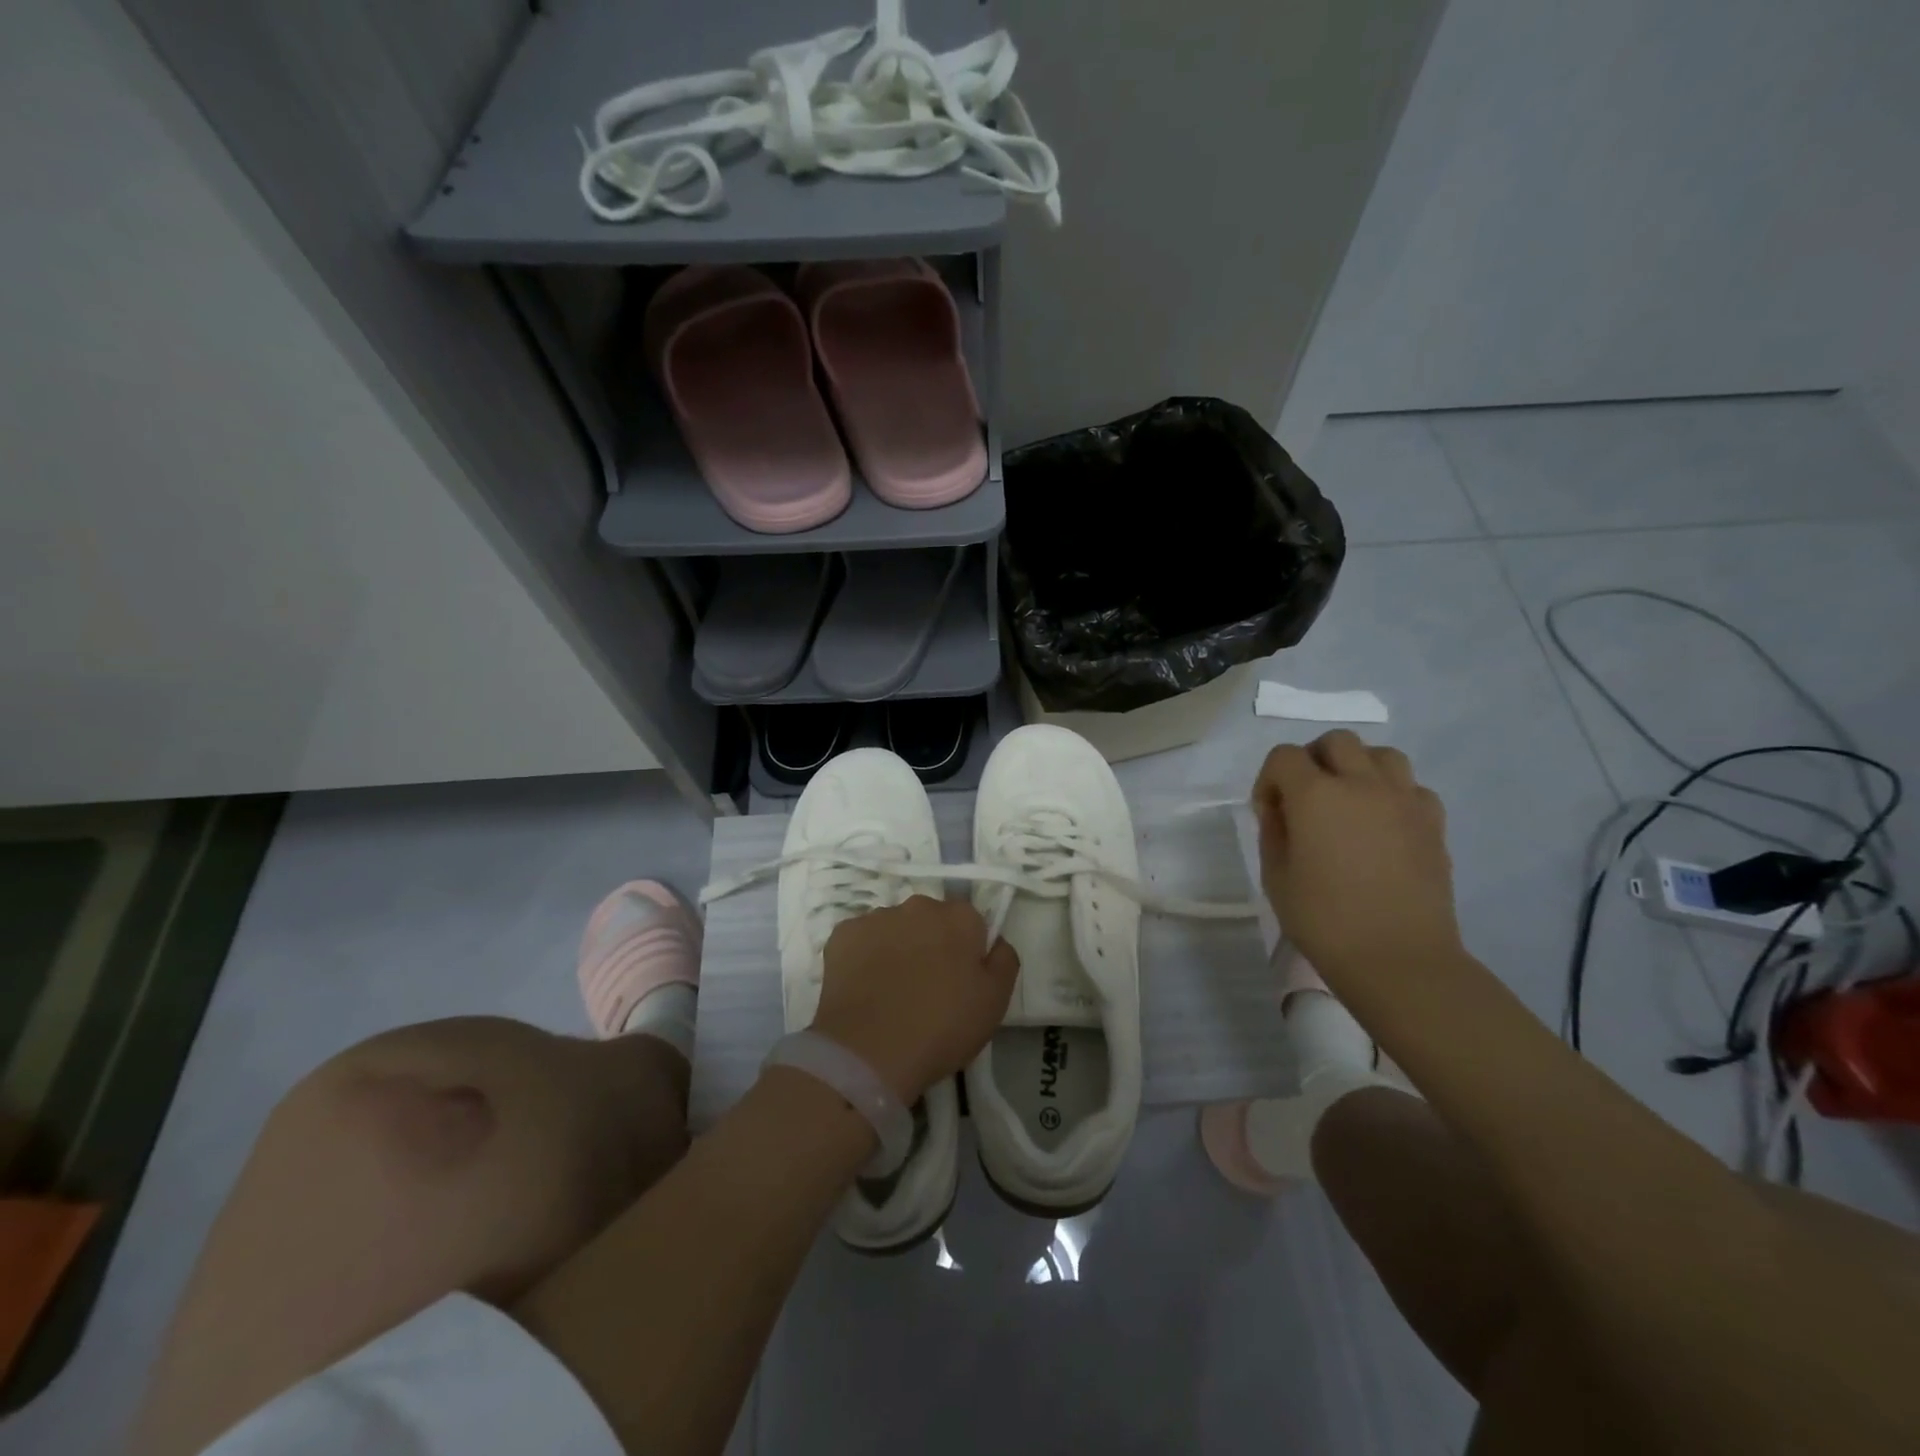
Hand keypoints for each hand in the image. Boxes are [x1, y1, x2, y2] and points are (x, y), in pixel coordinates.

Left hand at [811, 896, 1020, 1101]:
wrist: (869, 1051)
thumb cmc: (942, 1027)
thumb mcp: (995, 1002)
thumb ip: (1003, 960)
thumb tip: (995, 942)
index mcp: (959, 917)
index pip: (970, 922)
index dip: (967, 950)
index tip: (960, 981)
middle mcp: (917, 906)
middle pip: (930, 920)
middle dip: (930, 943)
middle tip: (927, 987)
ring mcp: (876, 918)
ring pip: (894, 928)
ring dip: (897, 949)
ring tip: (891, 992)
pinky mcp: (842, 935)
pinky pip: (860, 941)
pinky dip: (864, 958)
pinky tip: (865, 989)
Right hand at [1252, 731, 1463, 979]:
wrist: (1398, 960)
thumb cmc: (1325, 921)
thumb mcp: (1276, 876)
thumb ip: (1274, 831)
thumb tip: (1281, 809)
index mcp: (1315, 795)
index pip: (1284, 756)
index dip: (1269, 779)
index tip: (1269, 813)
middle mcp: (1361, 784)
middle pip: (1336, 742)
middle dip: (1313, 761)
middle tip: (1306, 798)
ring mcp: (1404, 800)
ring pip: (1381, 754)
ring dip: (1358, 768)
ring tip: (1348, 802)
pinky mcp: (1433, 822)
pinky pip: (1411, 786)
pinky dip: (1393, 793)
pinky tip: (1383, 824)